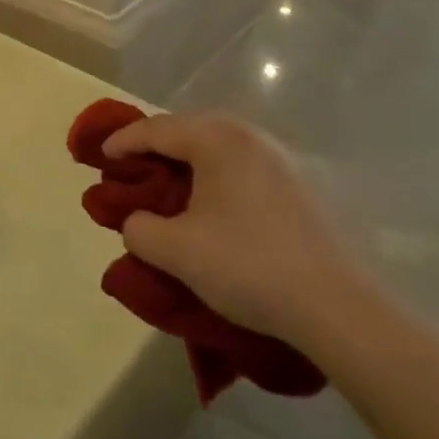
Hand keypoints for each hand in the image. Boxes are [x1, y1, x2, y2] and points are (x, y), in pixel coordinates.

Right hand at [103, 112, 365, 350]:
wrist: (338, 309)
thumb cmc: (247, 266)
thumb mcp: (174, 251)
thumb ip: (138, 228)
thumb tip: (138, 221)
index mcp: (217, 140)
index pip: (155, 129)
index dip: (122, 142)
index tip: (100, 158)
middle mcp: (250, 137)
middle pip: (188, 128)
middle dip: (155, 145)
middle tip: (131, 168)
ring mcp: (280, 160)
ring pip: (217, 146)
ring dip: (186, 160)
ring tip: (167, 185)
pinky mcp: (299, 186)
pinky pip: (240, 165)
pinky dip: (214, 174)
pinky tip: (209, 203)